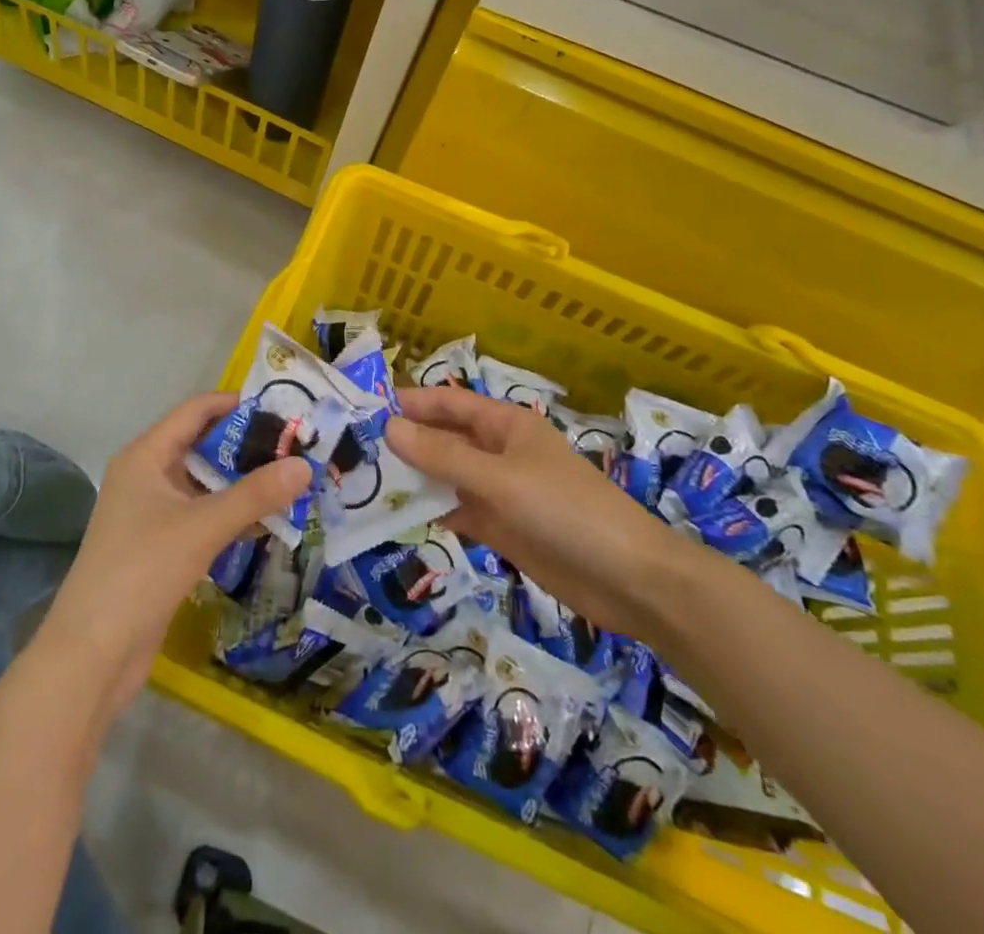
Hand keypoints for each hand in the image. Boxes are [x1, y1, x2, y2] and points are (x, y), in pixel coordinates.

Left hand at [39, 393, 312, 719]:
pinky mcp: (160, 547)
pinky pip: (202, 516)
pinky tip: (267, 522)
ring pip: (205, 484)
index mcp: (146, 455)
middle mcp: (147, 475)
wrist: (92, 654)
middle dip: (248, 447)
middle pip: (203, 446)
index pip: (196, 410)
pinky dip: (232, 515)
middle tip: (297, 448)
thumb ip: (255, 494)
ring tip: (291, 481)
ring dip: (243, 483)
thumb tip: (305, 465)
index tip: (283, 409)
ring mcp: (151, 513)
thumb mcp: (202, 526)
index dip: (237, 405)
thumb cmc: (142, 571)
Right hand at [385, 387, 699, 641]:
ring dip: (413, 480)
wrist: (630, 581)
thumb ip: (443, 457)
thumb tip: (389, 428)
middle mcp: (499, 452)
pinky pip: (457, 512)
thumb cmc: (566, 511)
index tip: (365, 408)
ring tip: (363, 484)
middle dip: (405, 443)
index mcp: (505, 425)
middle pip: (444, 440)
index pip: (448, 403)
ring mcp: (500, 492)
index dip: (410, 402)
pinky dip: (431, 513)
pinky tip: (397, 519)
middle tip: (353, 452)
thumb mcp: (499, 480)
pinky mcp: (502, 528)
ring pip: (446, 477)